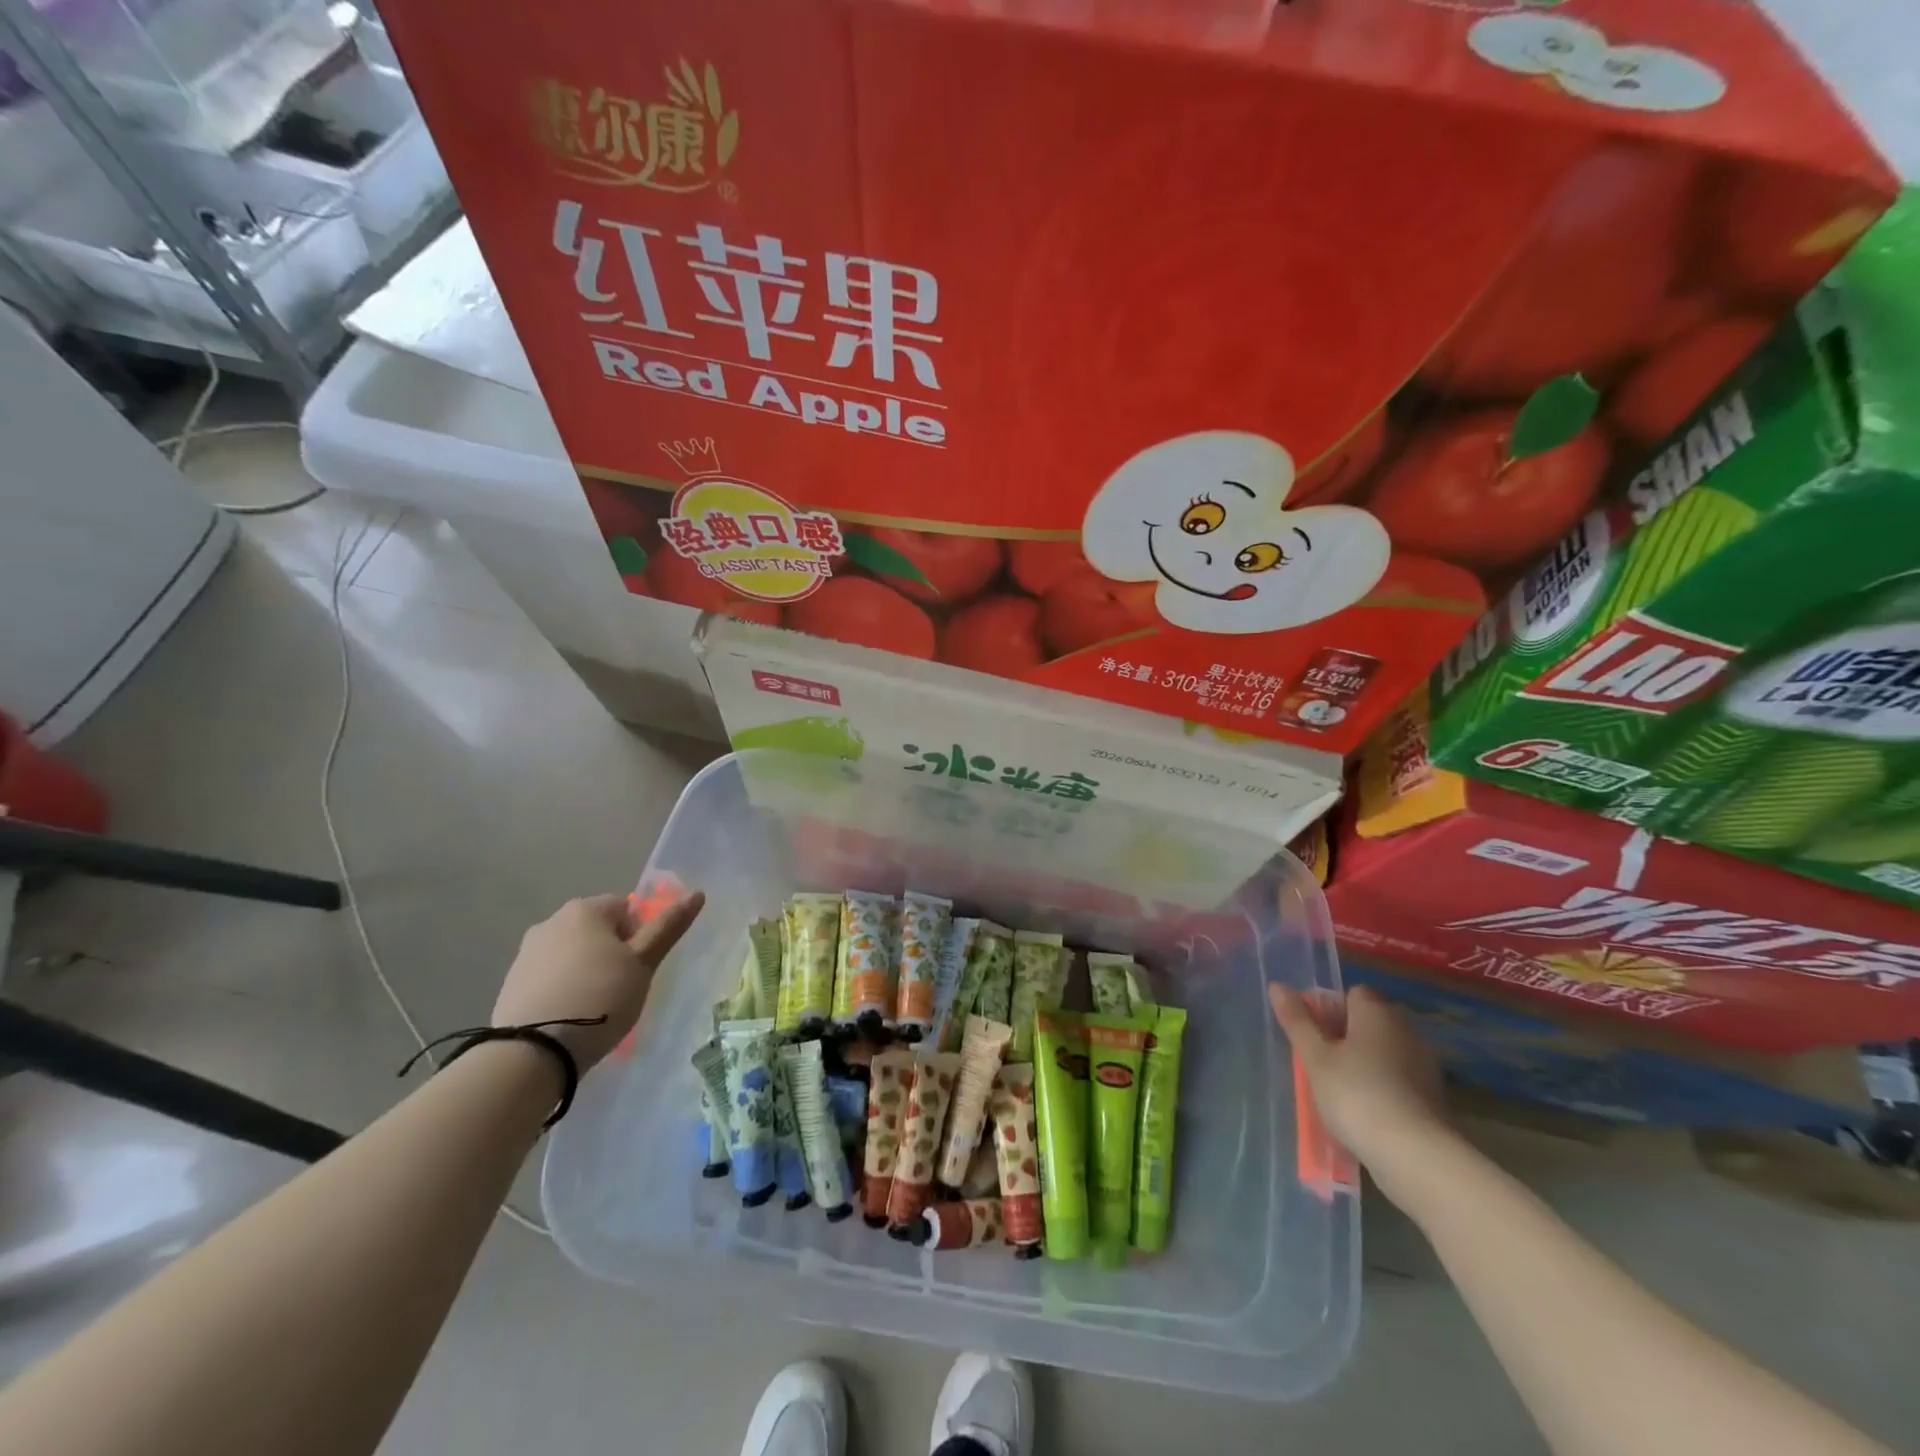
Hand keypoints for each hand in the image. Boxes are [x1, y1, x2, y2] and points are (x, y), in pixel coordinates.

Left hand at [493, 891, 704, 1070]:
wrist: (533, 1053)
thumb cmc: (600, 998)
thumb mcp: (643, 963)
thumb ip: (668, 927)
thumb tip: (696, 893)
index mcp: (585, 909)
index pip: (627, 908)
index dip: (640, 936)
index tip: (639, 967)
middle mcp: (551, 921)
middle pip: (598, 930)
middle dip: (612, 952)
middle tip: (623, 987)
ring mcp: (526, 953)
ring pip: (573, 954)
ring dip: (587, 971)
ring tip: (596, 1007)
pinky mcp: (511, 984)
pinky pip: (550, 977)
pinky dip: (564, 989)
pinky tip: (569, 1017)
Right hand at [1269, 983, 1452, 1204]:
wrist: (1416, 1157)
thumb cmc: (1357, 1095)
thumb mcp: (1316, 1058)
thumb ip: (1297, 1021)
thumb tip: (1277, 985)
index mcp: (1377, 1012)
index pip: (1352, 994)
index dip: (1330, 1009)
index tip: (1313, 1035)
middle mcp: (1405, 1030)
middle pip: (1369, 1023)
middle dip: (1345, 1037)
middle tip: (1320, 1062)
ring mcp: (1424, 1065)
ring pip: (1384, 1052)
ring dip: (1363, 1064)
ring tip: (1338, 1090)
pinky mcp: (1433, 1098)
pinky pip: (1398, 1080)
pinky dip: (1382, 1088)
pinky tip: (1365, 1112)